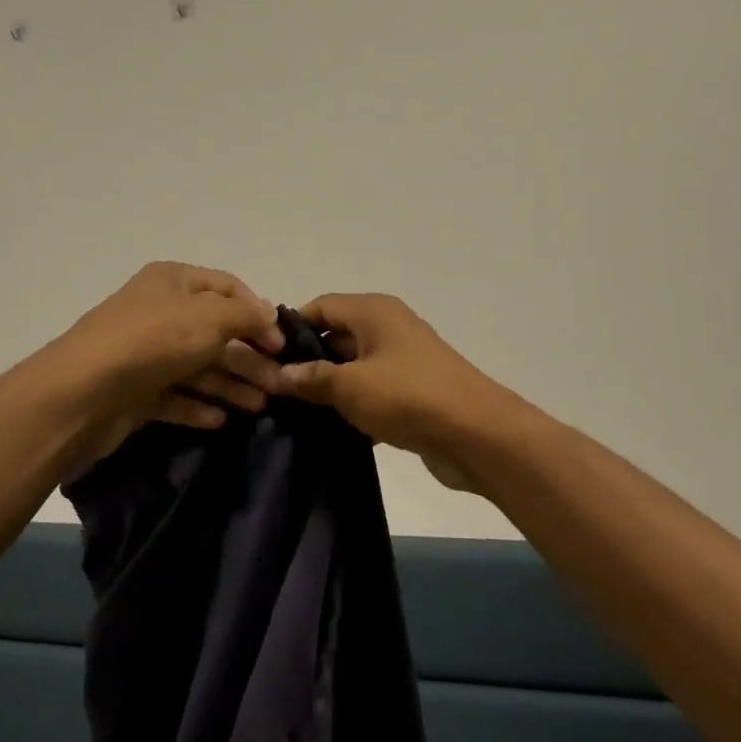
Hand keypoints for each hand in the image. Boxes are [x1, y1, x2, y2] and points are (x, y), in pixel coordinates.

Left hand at [49, 262, 286, 470]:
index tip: (281, 343)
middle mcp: (159, 312)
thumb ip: (246, 315)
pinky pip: (176, 396)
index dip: (258, 313)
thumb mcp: (210, 317)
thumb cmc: (153, 341)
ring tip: (261, 406)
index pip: (228, 288)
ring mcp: (146, 353)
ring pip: (199, 367)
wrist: (83, 392)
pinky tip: (221, 421)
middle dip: (250, 357)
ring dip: (232, 384)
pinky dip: (199, 406)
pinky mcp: (136, 391)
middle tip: (280, 384)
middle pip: (216, 332)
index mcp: (173, 281)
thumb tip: (268, 315)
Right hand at [270, 294, 509, 492]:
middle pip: (336, 336)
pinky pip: (371, 392)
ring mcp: (403, 361)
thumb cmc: (408, 396)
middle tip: (273, 389)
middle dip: (306, 362)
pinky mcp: (412, 392)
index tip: (264, 357)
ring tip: (293, 412)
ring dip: (328, 388)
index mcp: (374, 312)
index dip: (290, 328)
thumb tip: (278, 375)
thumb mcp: (349, 386)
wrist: (476, 434)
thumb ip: (310, 378)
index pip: (320, 306)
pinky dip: (352, 406)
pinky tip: (329, 429)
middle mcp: (388, 328)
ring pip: (353, 367)